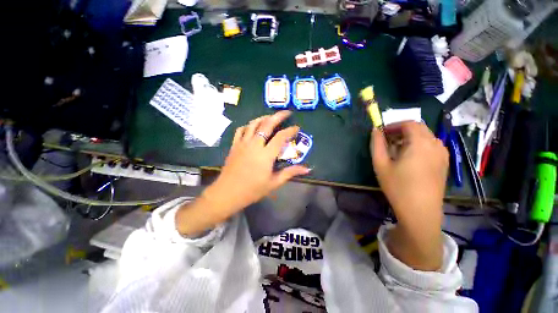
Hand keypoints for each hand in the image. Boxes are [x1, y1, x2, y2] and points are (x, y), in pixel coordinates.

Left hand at [209, 110, 309, 212]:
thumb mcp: (274, 183)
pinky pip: (241, 130)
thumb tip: (307, 169)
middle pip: (267, 124)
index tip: (296, 127)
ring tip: (270, 117)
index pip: (280, 137)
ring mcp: (242, 143)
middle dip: (278, 116)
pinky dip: (248, 125)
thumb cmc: (252, 190)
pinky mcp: (234, 145)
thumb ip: (290, 173)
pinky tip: (252, 127)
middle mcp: (254, 145)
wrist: (228, 193)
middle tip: (286, 112)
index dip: (290, 130)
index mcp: (266, 154)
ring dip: (263, 118)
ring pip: (253, 124)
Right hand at [371, 121, 448, 269]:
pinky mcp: (444, 163)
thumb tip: (375, 130)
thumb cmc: (398, 187)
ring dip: (410, 138)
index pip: (409, 123)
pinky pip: (432, 145)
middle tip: (387, 141)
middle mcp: (436, 144)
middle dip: (401, 130)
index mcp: (420, 143)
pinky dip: (419, 145)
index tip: (382, 133)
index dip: (394, 125)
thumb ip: (377, 144)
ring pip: (426, 136)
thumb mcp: (381, 164)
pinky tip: (410, 158)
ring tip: (397, 149)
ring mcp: (443, 154)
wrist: (420, 212)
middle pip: (419, 128)